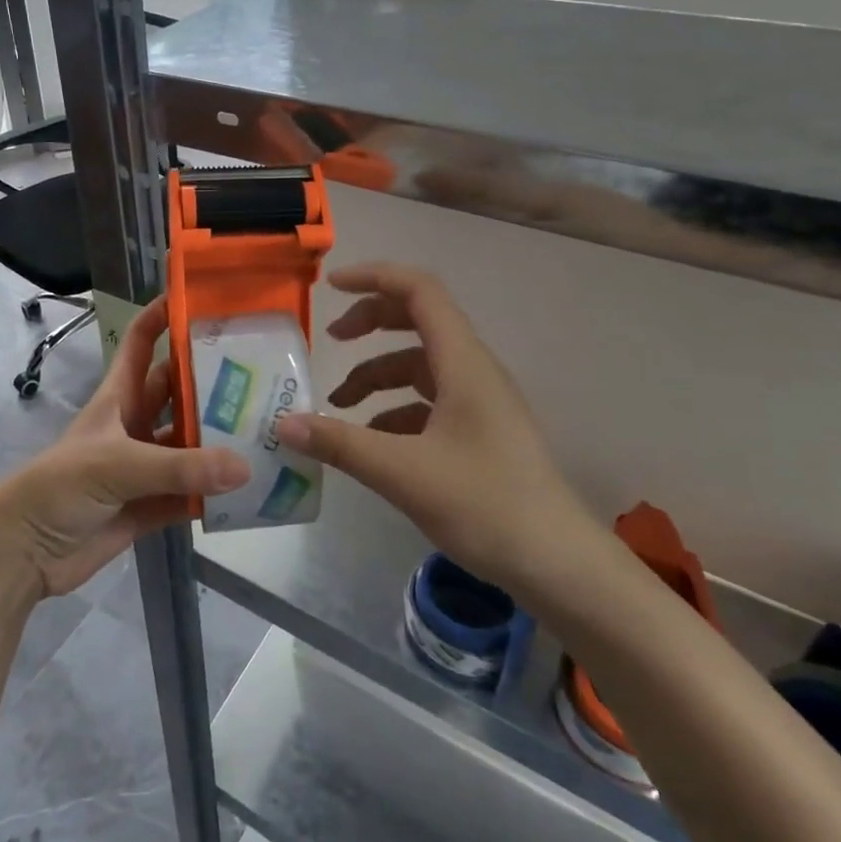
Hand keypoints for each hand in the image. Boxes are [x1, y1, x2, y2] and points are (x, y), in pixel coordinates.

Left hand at [0, 298, 249, 598]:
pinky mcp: (149, 506)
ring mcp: (143, 466)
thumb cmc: (61, 486)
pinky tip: (248, 489)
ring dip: (219, 440)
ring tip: (267, 430)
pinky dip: (212, 494)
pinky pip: (188, 493)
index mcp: (118, 397)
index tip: (200, 298)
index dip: (162, 316)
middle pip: (177, 392)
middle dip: (211, 381)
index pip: (141, 343)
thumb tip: (244, 466)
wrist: (25, 550)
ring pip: (188, 444)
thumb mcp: (118, 464)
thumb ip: (179, 467)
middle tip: (262, 372)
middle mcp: (133, 425)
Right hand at [274, 262, 603, 599]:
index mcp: (463, 362)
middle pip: (417, 320)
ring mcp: (479, 401)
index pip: (419, 291)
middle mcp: (473, 370)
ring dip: (377, 374)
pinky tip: (371, 440)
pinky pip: (429, 400)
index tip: (330, 287)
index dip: (374, 277)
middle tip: (330, 341)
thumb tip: (283, 424)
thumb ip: (340, 443)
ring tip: (338, 405)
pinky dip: (394, 408)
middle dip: (369, 324)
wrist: (556, 563)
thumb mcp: (403, 473)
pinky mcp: (479, 430)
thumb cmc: (485, 505)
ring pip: (419, 365)